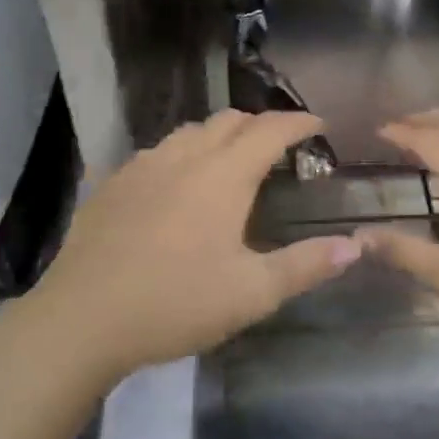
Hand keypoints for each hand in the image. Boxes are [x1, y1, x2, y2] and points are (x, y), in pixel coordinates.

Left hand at [18, 111, 360, 389]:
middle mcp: (183, 157)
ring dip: (218, 136)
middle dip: (260, 125)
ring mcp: (142, 166)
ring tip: (229, 162)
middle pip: (228, 121)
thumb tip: (355, 245)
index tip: (318, 126)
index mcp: (222, 176)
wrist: (82, 317)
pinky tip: (175, 185)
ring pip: (189, 132)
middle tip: (279, 147)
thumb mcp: (251, 293)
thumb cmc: (175, 302)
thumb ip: (305, 266)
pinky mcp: (112, 183)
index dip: (298, 123)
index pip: (269, 130)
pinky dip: (180, 155)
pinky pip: (156, 152)